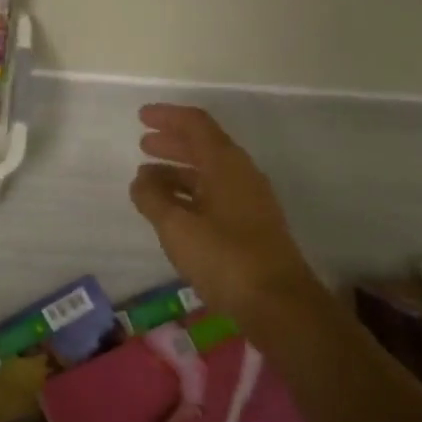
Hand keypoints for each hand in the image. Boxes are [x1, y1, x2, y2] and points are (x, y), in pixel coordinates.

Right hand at [130, 104, 318, 316]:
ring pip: (209, 173)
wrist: (280, 305)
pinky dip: (190, 194)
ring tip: (148, 180)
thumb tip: (141, 179)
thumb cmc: (225, 258)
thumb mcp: (178, 227)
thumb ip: (154, 198)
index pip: (195, 124)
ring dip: (178, 171)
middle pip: (204, 146)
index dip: (168, 116)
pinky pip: (215, 195)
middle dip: (172, 142)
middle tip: (143, 144)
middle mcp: (241, 174)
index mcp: (226, 163)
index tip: (142, 116)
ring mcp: (249, 201)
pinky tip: (173, 210)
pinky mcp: (251, 226)